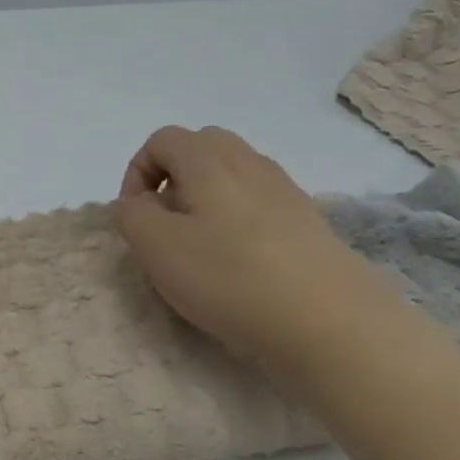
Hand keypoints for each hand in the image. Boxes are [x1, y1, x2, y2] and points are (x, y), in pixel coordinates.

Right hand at [113, 126, 406, 371]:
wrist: (328, 318)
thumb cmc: (228, 276)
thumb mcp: (154, 246)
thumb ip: (131, 214)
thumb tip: (138, 202)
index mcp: (209, 160)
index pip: (161, 140)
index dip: (136, 173)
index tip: (135, 218)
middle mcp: (249, 161)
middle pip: (200, 148)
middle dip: (172, 180)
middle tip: (165, 225)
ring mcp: (284, 189)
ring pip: (230, 175)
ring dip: (204, 200)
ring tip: (199, 248)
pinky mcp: (306, 220)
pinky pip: (257, 202)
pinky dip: (236, 220)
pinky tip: (238, 262)